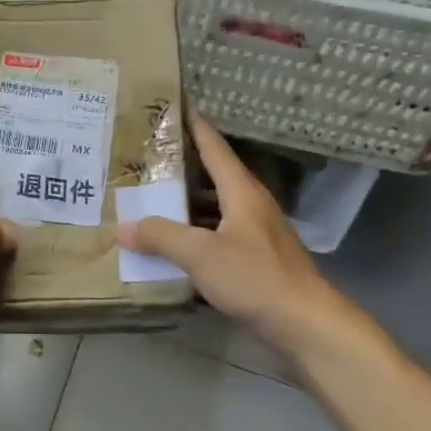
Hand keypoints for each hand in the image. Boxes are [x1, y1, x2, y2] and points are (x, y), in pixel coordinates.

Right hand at [118, 113, 357, 356]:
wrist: (306, 326)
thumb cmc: (256, 279)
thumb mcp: (202, 254)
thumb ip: (161, 237)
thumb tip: (123, 227)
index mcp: (242, 192)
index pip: (214, 148)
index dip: (195, 125)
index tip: (174, 105)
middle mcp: (249, 207)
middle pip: (211, 178)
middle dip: (179, 168)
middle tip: (143, 159)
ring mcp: (254, 235)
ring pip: (212, 210)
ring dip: (184, 206)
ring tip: (147, 200)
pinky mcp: (254, 262)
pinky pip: (215, 237)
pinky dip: (192, 236)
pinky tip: (170, 246)